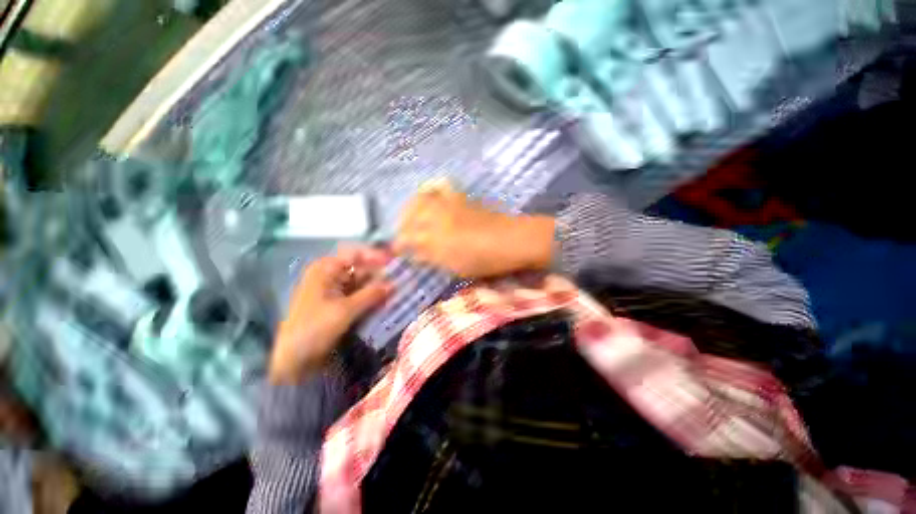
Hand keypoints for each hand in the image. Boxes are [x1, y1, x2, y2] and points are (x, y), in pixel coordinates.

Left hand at [269, 245, 392, 383]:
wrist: (294, 358)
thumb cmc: (315, 327)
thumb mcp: (345, 310)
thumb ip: (371, 294)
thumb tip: (394, 284)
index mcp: (326, 269)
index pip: (355, 254)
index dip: (375, 256)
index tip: (394, 263)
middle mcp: (330, 275)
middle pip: (360, 267)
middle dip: (380, 273)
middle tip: (400, 278)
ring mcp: (334, 289)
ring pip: (361, 282)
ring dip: (377, 286)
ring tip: (397, 289)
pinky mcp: (338, 303)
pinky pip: (359, 294)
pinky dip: (371, 296)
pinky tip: (385, 300)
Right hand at [394, 179, 555, 277]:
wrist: (513, 240)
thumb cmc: (485, 260)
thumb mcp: (455, 266)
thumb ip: (432, 258)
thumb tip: (415, 253)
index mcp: (436, 238)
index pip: (408, 239)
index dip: (400, 245)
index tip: (398, 250)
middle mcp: (438, 217)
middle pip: (411, 218)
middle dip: (402, 227)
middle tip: (402, 236)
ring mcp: (449, 205)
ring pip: (420, 200)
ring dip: (411, 209)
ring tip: (410, 218)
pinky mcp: (461, 198)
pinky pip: (441, 187)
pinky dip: (430, 188)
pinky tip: (427, 194)